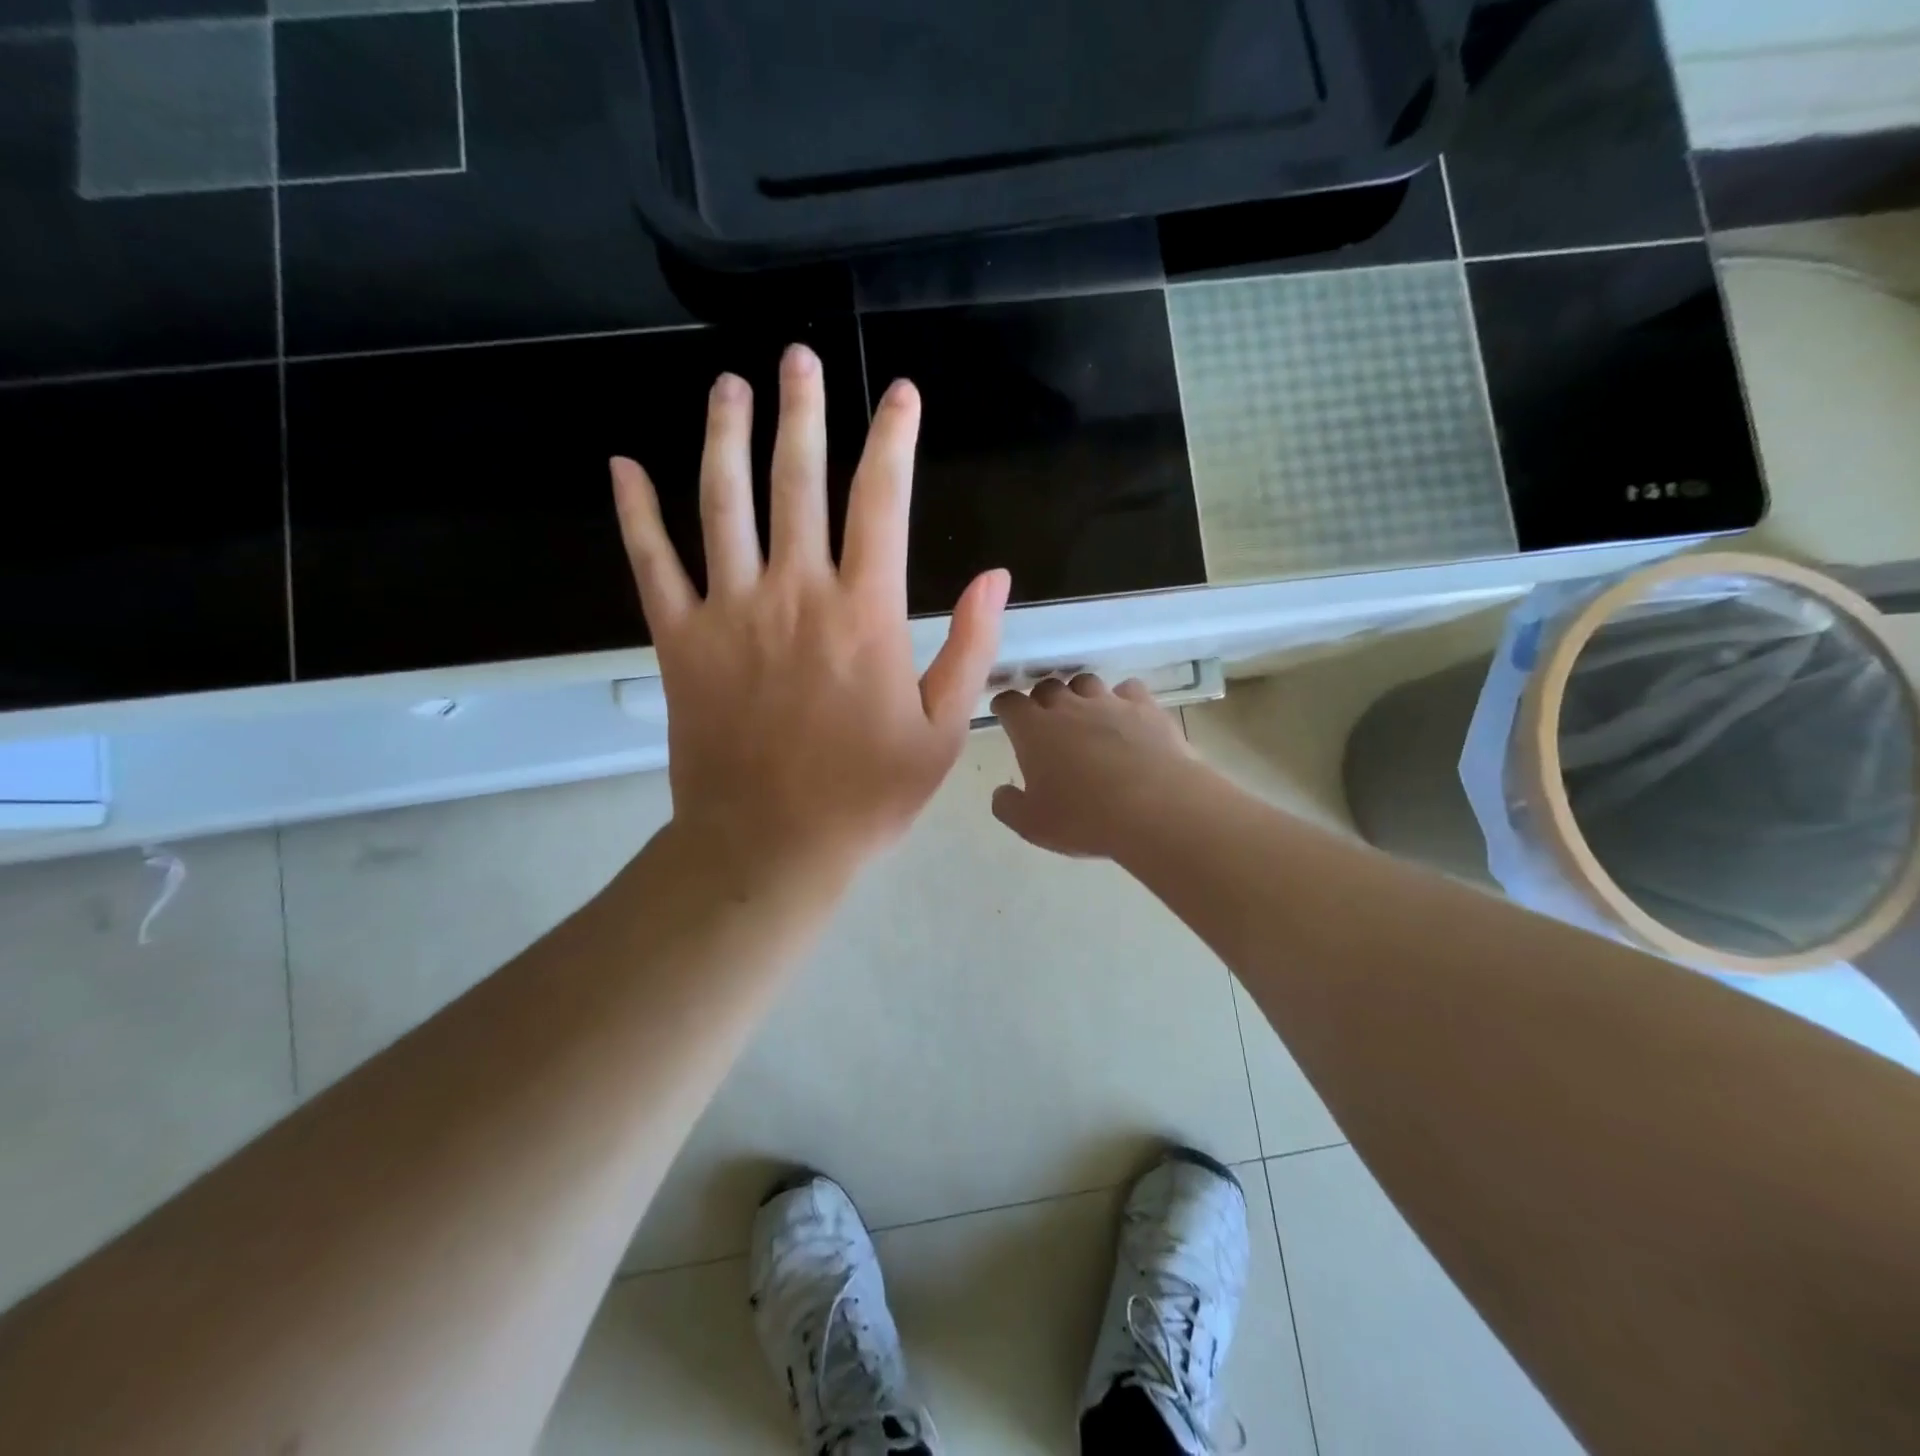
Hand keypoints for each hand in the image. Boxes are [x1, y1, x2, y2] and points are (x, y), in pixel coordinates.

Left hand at [610, 344, 1009, 877]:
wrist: (769, 846)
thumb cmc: (865, 796)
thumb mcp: (940, 732)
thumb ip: (969, 649)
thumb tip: (994, 576)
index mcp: (864, 613)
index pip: (881, 501)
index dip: (894, 440)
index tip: (902, 396)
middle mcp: (794, 593)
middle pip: (797, 480)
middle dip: (803, 411)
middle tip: (799, 358)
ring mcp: (729, 611)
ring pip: (722, 503)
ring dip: (725, 436)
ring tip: (729, 386)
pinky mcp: (679, 640)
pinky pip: (651, 563)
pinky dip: (635, 513)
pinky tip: (622, 467)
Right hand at [991, 674, 1197, 858]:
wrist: (1156, 808)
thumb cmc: (1085, 818)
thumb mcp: (1032, 825)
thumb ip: (1008, 806)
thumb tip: (1002, 792)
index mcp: (1033, 730)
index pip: (1010, 703)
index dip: (1005, 707)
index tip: (1004, 714)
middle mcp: (1068, 706)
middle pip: (1047, 687)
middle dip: (1041, 700)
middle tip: (1045, 720)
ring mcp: (1109, 702)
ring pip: (1086, 682)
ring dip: (1079, 695)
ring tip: (1084, 715)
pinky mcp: (1145, 707)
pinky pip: (1128, 690)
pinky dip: (1122, 699)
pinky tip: (1127, 716)